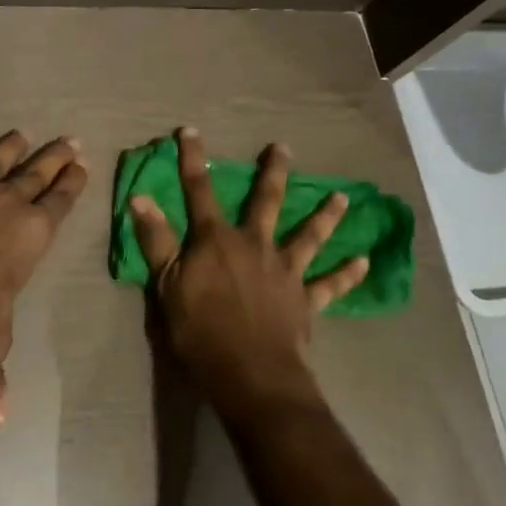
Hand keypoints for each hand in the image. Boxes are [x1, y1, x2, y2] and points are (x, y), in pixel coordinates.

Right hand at [129, 130, 367, 423]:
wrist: (250, 373)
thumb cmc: (200, 330)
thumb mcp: (166, 285)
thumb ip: (156, 240)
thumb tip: (141, 198)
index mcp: (217, 240)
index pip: (200, 190)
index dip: (193, 160)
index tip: (190, 132)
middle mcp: (255, 244)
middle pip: (266, 201)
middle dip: (273, 172)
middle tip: (284, 147)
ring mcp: (285, 270)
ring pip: (308, 235)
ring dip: (326, 215)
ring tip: (343, 196)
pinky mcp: (305, 299)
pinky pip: (331, 284)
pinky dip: (348, 274)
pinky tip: (364, 262)